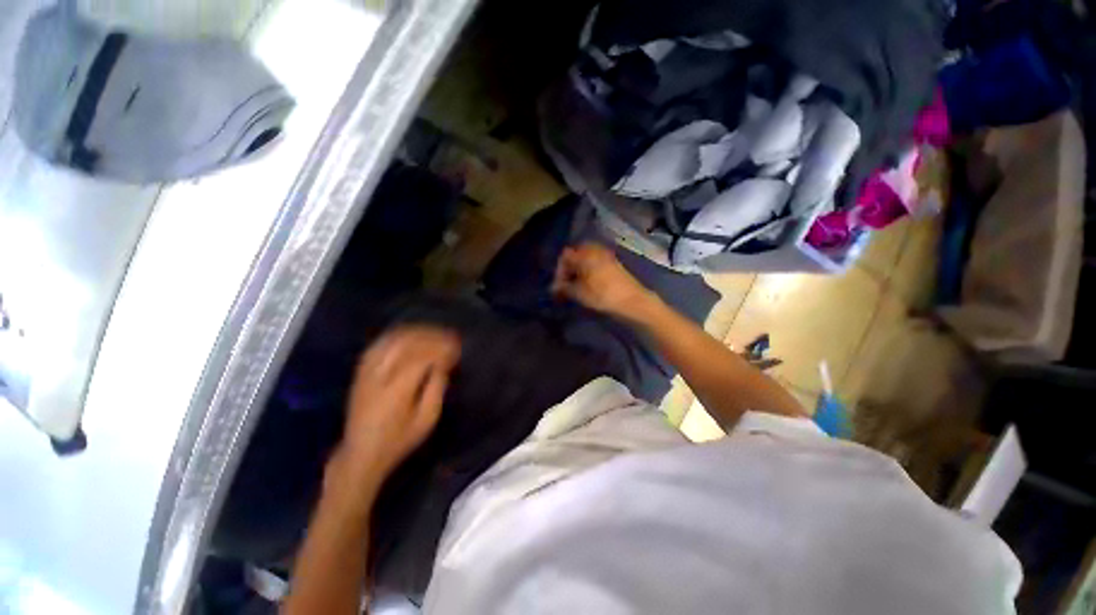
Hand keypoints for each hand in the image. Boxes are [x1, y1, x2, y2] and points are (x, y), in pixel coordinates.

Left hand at [334, 326, 460, 482]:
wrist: (361, 453)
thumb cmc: (399, 440)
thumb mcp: (427, 420)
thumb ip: (437, 388)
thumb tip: (443, 364)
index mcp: (397, 390)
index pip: (422, 357)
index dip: (442, 348)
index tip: (457, 347)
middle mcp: (380, 376)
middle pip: (408, 344)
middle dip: (432, 336)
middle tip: (450, 337)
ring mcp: (367, 372)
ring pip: (393, 340)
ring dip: (417, 332)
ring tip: (435, 333)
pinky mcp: (361, 372)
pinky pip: (380, 344)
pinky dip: (398, 335)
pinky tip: (411, 335)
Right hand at [552, 243, 656, 319]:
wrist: (632, 300)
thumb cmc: (602, 295)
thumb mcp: (578, 293)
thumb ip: (563, 288)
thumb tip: (553, 288)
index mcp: (584, 254)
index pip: (565, 256)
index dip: (559, 271)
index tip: (559, 286)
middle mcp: (595, 250)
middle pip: (576, 254)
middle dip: (569, 268)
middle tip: (567, 284)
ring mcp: (606, 255)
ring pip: (586, 258)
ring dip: (579, 269)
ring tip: (578, 285)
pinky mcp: (614, 263)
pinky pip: (596, 262)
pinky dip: (590, 270)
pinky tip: (590, 283)